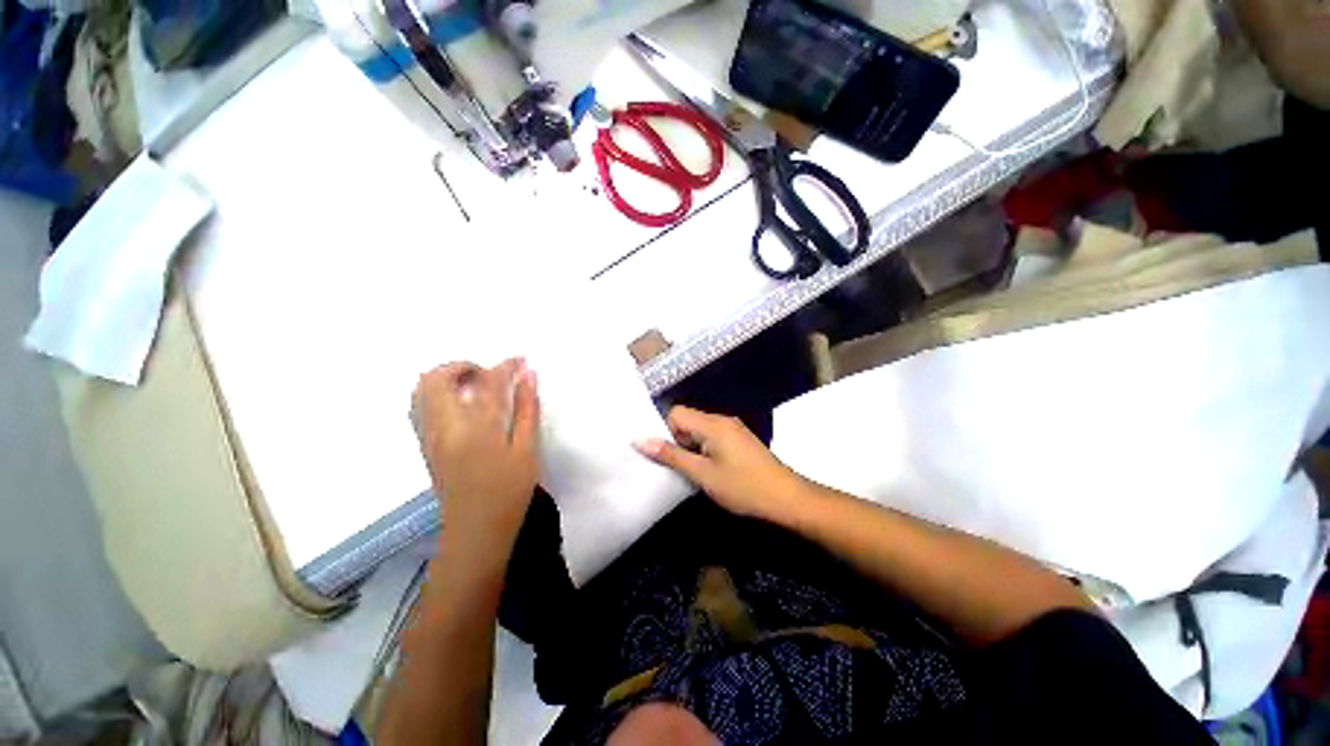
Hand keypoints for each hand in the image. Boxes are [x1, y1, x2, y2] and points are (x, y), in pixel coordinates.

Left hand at [412, 359, 539, 551]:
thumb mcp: (526, 449)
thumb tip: (529, 376)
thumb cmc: (509, 491)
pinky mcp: (424, 444)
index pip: (488, 383)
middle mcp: (444, 427)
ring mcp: (428, 436)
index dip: (505, 366)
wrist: (475, 530)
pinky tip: (461, 404)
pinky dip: (437, 393)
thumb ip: (526, 409)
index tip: (520, 360)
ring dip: (447, 377)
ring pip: (421, 390)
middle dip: (464, 366)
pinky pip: (419, 405)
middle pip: (437, 378)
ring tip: (475, 385)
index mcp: (477, 428)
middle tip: (490, 373)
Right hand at [635, 406, 804, 519]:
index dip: (665, 431)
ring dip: (690, 448)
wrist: (787, 499)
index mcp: (712, 423)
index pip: (676, 413)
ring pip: (699, 431)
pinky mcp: (739, 441)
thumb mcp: (702, 474)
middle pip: (688, 420)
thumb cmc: (742, 487)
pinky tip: (707, 470)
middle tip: (676, 467)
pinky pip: (712, 438)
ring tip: (690, 472)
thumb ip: (671, 455)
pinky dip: (703, 450)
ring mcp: (733, 429)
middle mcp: (722, 420)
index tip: (665, 456)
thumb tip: (639, 440)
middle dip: (677, 441)